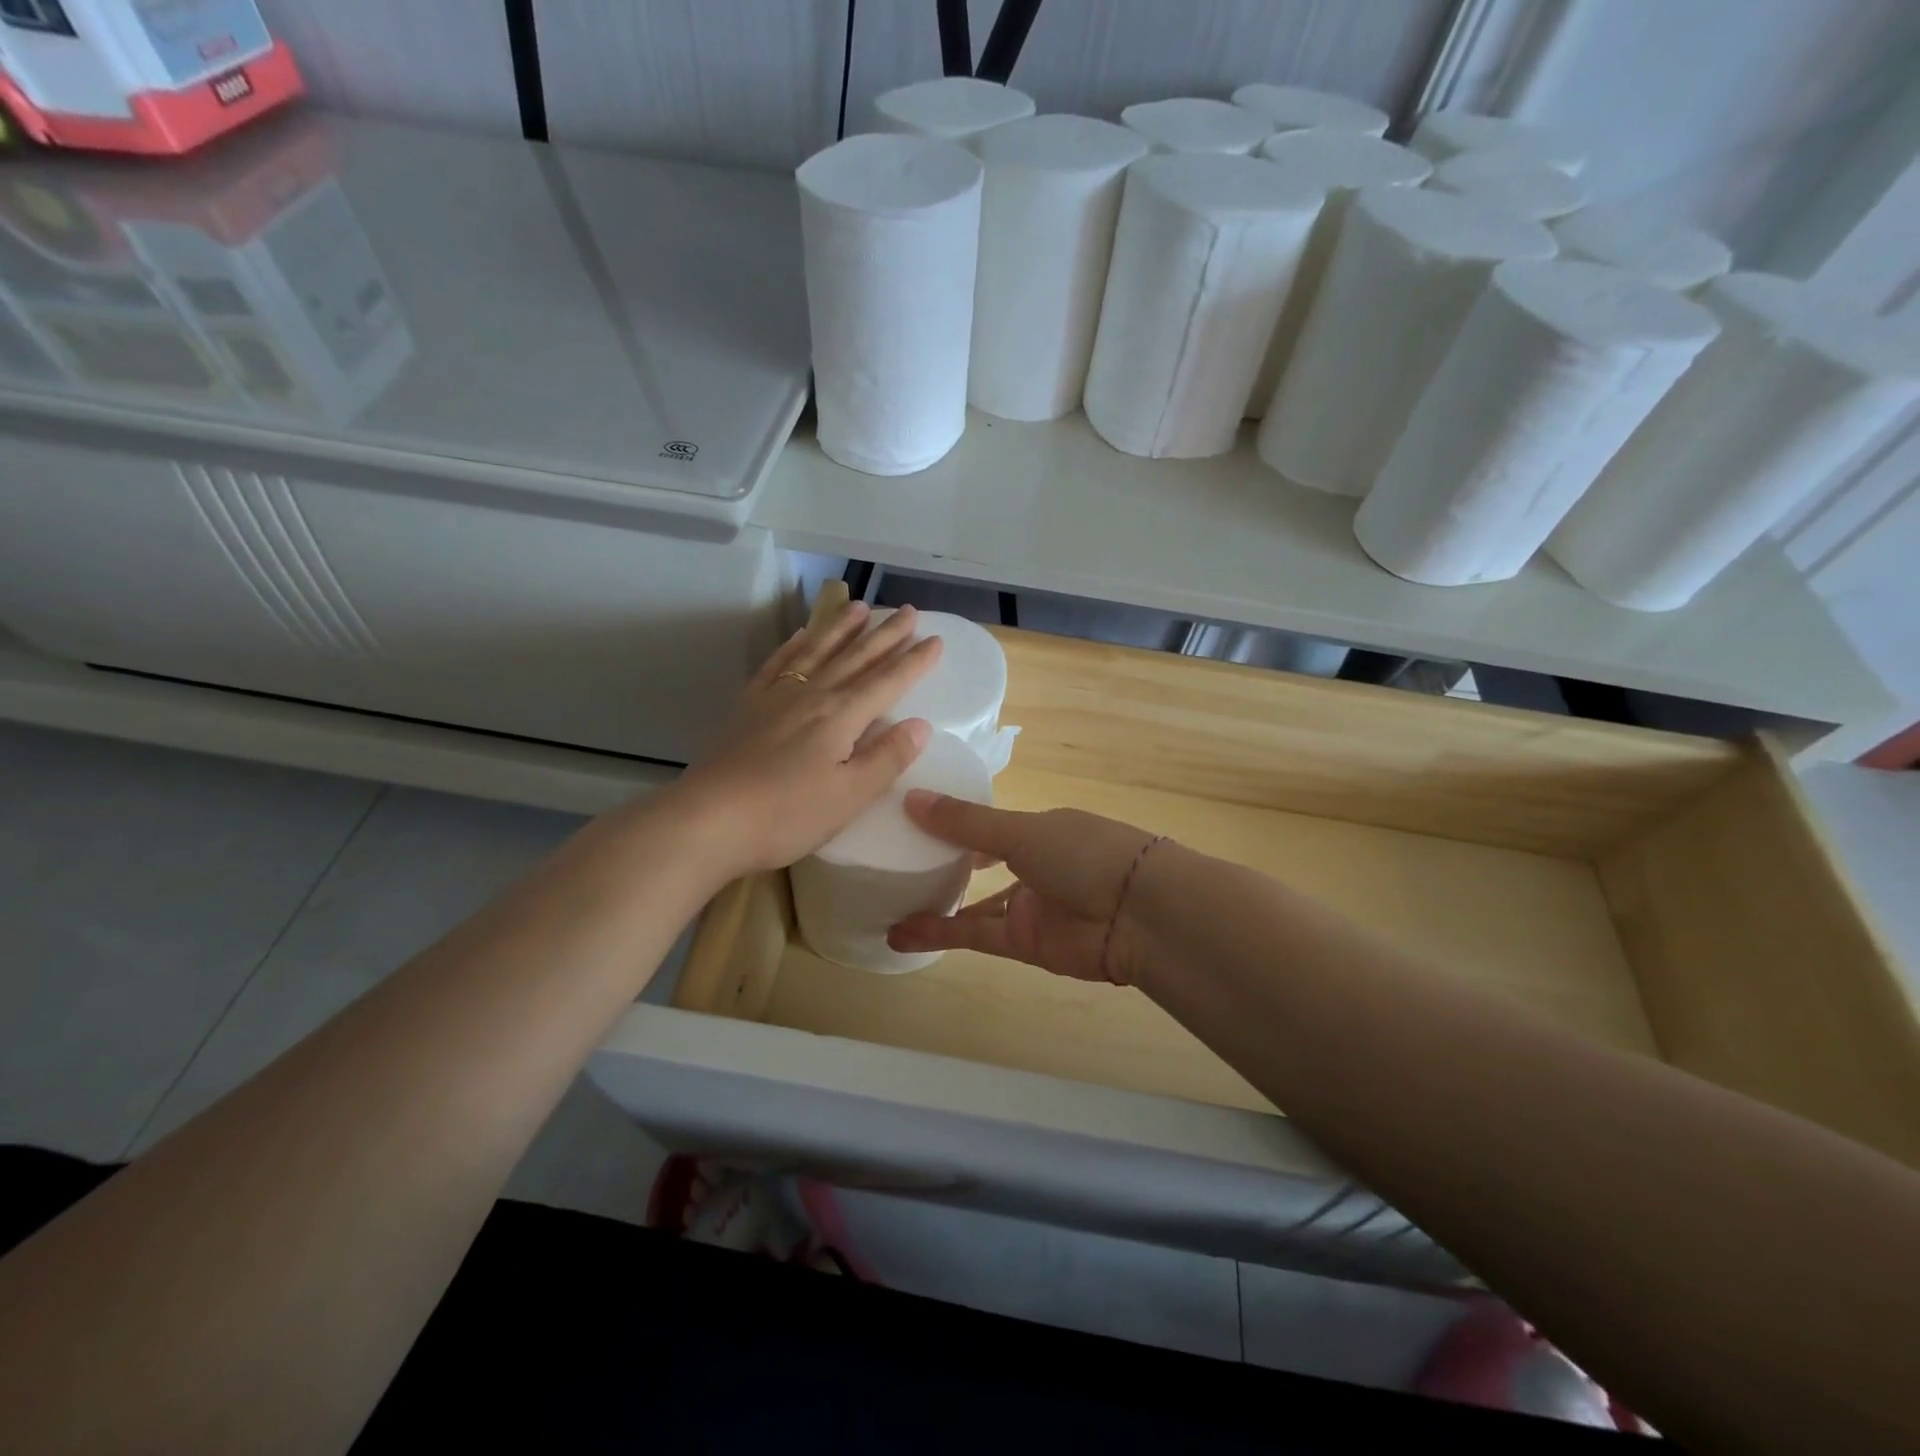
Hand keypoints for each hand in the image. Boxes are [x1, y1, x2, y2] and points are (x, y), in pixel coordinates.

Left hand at [662, 601, 941, 878]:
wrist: (708, 820)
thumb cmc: (786, 815)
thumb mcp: (849, 796)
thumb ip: (886, 758)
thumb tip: (921, 724)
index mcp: (841, 717)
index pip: (887, 682)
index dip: (914, 662)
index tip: (936, 640)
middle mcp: (812, 696)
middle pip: (856, 658)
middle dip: (885, 635)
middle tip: (908, 611)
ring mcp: (776, 697)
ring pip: (817, 652)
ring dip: (841, 628)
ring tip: (859, 607)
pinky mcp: (748, 707)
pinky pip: (777, 665)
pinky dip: (793, 647)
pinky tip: (800, 636)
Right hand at [887, 792, 1161, 983]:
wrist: (1138, 915)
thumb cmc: (1083, 854)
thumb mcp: (1021, 830)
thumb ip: (966, 823)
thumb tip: (911, 797)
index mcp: (1040, 829)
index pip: (991, 825)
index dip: (956, 823)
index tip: (912, 820)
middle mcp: (1034, 865)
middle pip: (981, 865)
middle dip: (944, 865)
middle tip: (894, 861)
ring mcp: (1029, 905)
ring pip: (973, 904)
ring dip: (935, 904)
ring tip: (887, 901)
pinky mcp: (1023, 943)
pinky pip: (975, 935)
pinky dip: (940, 934)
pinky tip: (901, 934)